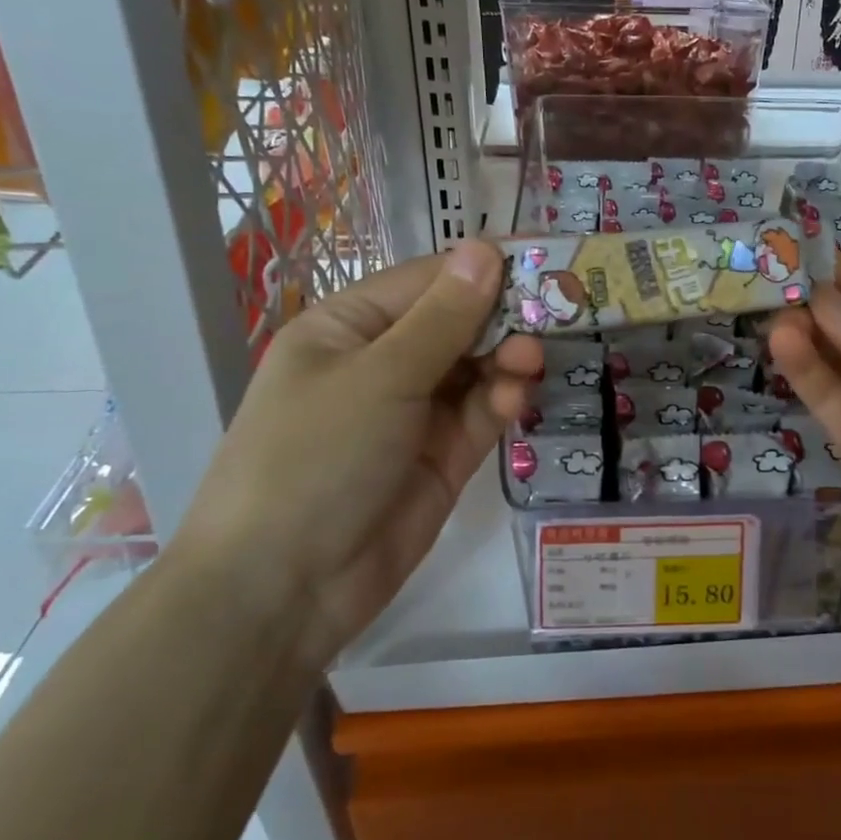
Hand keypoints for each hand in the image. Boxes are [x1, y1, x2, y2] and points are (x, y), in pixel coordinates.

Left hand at [177, 240, 537, 663]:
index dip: (482, 270)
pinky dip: (500, 402)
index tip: (542, 262)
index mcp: (349, 328)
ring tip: (532, 361)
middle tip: (556, 314)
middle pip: (457, 325)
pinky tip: (515, 397)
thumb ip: (443, 317)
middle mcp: (382, 363)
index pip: (427, 282)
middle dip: (503, 319)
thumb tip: (484, 248)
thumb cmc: (316, 457)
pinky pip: (479, 415)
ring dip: (506, 360)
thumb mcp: (381, 377)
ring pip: (475, 370)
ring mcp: (413, 413)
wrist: (284, 590)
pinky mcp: (441, 457)